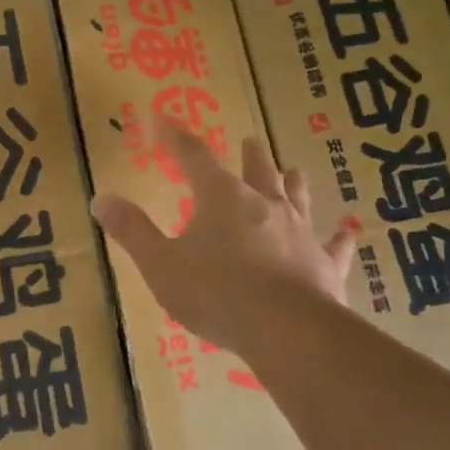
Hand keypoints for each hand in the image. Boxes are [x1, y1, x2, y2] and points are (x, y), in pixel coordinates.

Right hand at [91, 128, 357, 357]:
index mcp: (220, 197)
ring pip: (297, 197)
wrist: (286, 330)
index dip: (175, 137)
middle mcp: (263, 204)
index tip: (164, 119)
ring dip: (293, 182)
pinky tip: (348, 231)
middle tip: (250, 139)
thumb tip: (101, 198)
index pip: (193, 156)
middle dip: (249, 154)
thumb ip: (132, 231)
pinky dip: (339, 238)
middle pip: (257, 169)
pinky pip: (333, 246)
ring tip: (295, 169)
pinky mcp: (324, 263)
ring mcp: (299, 232)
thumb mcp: (160, 263)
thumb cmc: (215, 291)